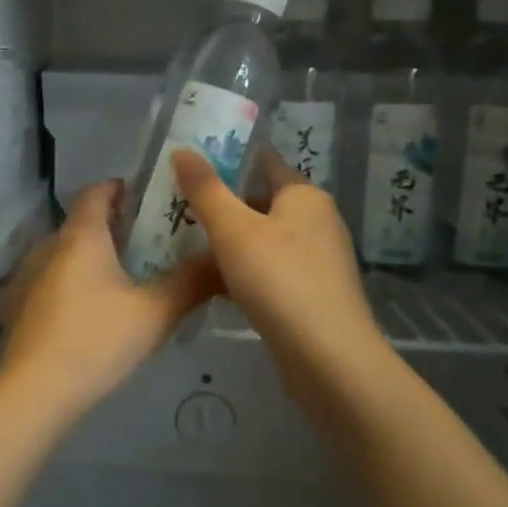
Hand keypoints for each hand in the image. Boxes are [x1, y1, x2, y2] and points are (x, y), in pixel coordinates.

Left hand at [0, 181, 222, 421]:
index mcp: (81, 236)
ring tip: (136, 274)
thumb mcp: (155, 312)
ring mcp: (33, 278)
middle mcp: (51, 247)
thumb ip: (192, 282)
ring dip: (100, 256)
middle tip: (157, 238)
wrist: (35, 392)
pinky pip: (60, 279)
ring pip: (71, 254)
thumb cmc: (96, 339)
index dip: (122, 187)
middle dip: (119, 225)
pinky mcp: (26, 307)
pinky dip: (83, 281)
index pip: (96, 191)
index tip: (151, 196)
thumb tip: (224, 259)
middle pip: (85, 223)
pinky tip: (105, 309)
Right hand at [171, 149, 390, 388]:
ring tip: (189, 246)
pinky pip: (271, 270)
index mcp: (305, 197)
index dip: (229, 160)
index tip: (191, 164)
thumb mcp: (233, 229)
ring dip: (231, 243)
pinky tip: (217, 286)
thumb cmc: (279, 280)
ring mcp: (318, 261)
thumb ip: (205, 189)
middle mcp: (318, 222)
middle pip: (262, 203)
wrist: (328, 358)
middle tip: (179, 210)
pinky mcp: (313, 294)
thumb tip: (182, 148)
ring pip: (264, 240)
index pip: (264, 163)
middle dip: (223, 206)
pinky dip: (245, 272)